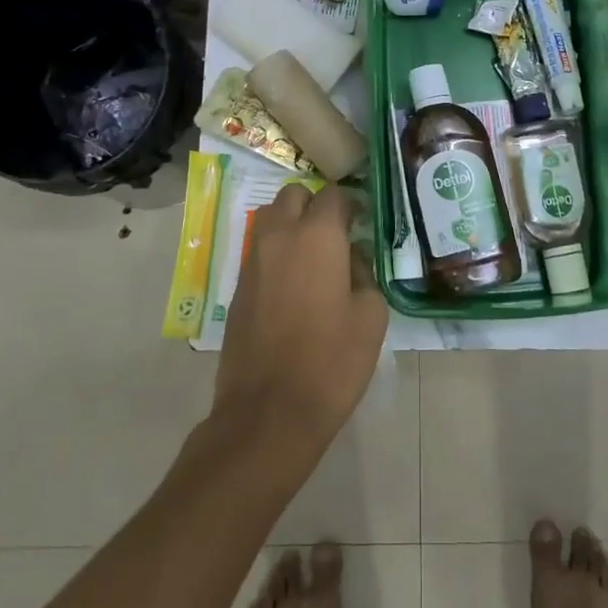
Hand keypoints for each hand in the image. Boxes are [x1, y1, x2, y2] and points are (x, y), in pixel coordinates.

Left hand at [213, 184, 387, 457]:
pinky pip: (259, 252)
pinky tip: (293, 287)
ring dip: (291, 226)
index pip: (331, 195)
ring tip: (313, 259)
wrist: (269, 411)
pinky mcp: (237, 288)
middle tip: (335, 235)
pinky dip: (277, 255)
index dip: (349, 204)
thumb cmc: (331, 361)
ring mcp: (253, 261)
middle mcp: (280, 237)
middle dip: (313, 206)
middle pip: (292, 196)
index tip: (361, 223)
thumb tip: (350, 258)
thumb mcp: (370, 316)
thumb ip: (363, 273)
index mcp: (317, 236)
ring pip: (270, 220)